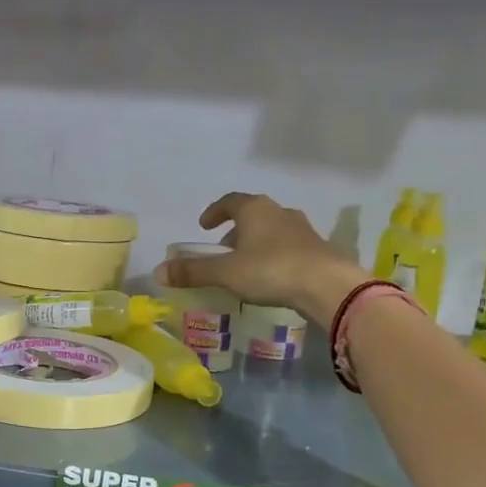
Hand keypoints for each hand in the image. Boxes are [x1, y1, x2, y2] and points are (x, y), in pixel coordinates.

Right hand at [155, 192, 364, 328]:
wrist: (327, 285)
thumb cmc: (271, 270)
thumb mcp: (225, 272)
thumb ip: (193, 271)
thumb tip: (158, 271)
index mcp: (255, 209)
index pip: (229, 201)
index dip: (214, 212)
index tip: (204, 225)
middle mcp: (279, 212)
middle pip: (252, 215)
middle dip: (235, 231)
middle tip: (222, 250)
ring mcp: (303, 229)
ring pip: (272, 231)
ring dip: (256, 243)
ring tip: (245, 266)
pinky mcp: (318, 249)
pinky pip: (289, 247)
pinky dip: (274, 256)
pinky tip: (271, 276)